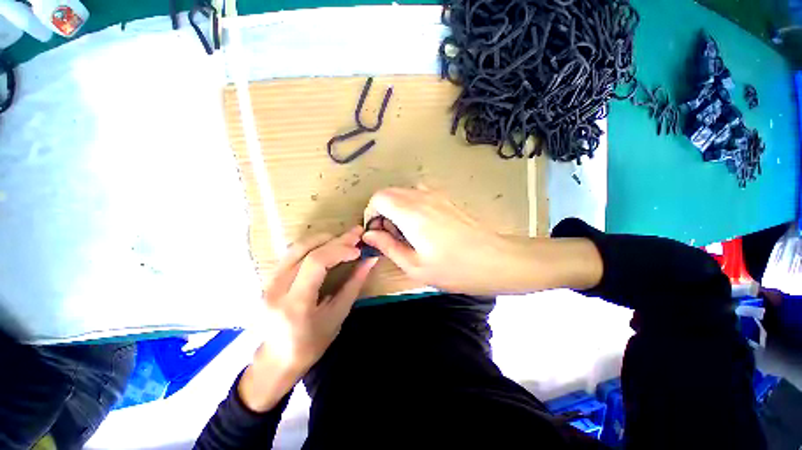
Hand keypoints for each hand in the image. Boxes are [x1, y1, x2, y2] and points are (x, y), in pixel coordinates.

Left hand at [238, 227, 377, 411]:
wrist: (275, 361)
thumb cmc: (311, 344)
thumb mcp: (338, 316)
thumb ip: (354, 284)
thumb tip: (370, 260)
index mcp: (295, 303)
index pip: (316, 262)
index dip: (339, 250)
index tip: (358, 250)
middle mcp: (276, 288)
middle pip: (305, 250)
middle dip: (335, 240)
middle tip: (356, 234)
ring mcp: (267, 282)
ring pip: (296, 247)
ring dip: (323, 239)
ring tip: (344, 239)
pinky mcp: (267, 279)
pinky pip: (291, 253)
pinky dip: (312, 245)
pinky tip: (327, 246)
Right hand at [362, 188, 602, 295]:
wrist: (494, 260)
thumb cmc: (454, 268)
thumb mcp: (415, 265)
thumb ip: (388, 246)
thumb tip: (370, 234)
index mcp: (411, 212)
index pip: (378, 198)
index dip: (371, 214)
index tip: (377, 233)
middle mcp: (421, 197)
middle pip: (389, 193)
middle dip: (382, 211)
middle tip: (390, 236)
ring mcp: (436, 195)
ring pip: (403, 193)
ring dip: (396, 208)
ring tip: (405, 233)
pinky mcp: (445, 199)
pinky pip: (418, 195)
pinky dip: (410, 206)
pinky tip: (421, 227)